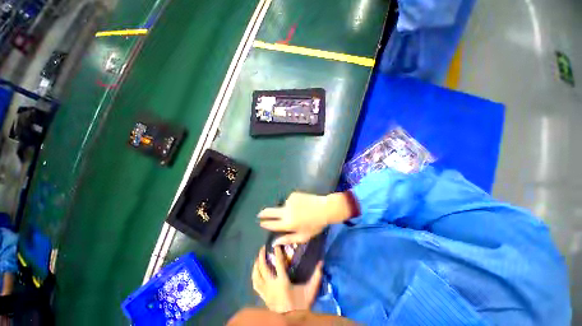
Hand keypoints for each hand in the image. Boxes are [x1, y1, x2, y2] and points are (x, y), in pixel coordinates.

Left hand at [252, 246, 322, 312]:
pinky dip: (254, 276)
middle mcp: (272, 285)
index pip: (278, 263)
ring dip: (256, 265)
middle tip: (263, 248)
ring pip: (257, 276)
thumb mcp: (310, 291)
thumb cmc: (301, 305)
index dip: (277, 252)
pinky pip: (255, 285)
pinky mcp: (263, 297)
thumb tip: (321, 262)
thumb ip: (316, 276)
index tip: (276, 244)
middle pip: (263, 268)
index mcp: (283, 282)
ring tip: (258, 257)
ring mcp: (266, 292)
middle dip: (262, 256)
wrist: (291, 321)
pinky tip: (255, 271)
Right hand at [259, 192, 354, 244]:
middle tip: (259, 214)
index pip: (272, 224)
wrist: (325, 208)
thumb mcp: (303, 236)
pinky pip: (290, 200)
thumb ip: (288, 239)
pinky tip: (301, 204)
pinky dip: (293, 203)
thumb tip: (274, 243)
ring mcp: (289, 201)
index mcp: (288, 223)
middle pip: (270, 212)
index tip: (261, 223)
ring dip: (286, 209)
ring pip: (283, 206)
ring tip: (298, 211)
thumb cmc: (315, 225)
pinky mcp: (293, 195)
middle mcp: (286, 211)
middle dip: (264, 213)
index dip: (266, 224)